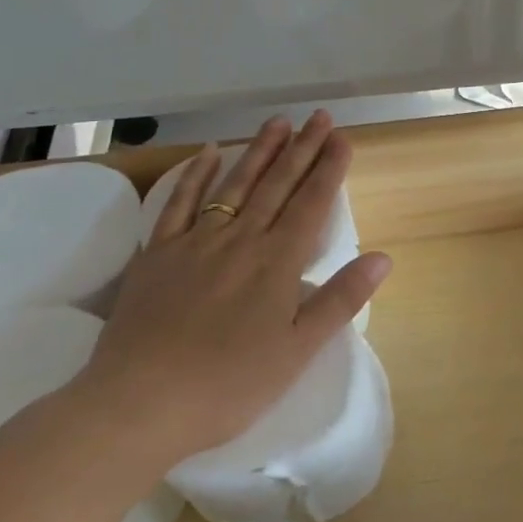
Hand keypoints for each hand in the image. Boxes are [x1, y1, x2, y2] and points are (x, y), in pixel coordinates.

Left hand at [77, 111, 389, 463]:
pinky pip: (180, 204)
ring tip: (279, 122)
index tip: (342, 138)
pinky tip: (209, 153)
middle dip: (302, 148)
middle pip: (277, 184)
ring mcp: (196, 242)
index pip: (311, 203)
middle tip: (319, 117)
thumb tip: (383, 257)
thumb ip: (341, 299)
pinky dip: (195, 175)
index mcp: (277, 262)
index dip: (329, 169)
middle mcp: (241, 239)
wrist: (139, 404)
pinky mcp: (158, 254)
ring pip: (235, 185)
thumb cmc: (229, 384)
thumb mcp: (298, 350)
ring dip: (259, 151)